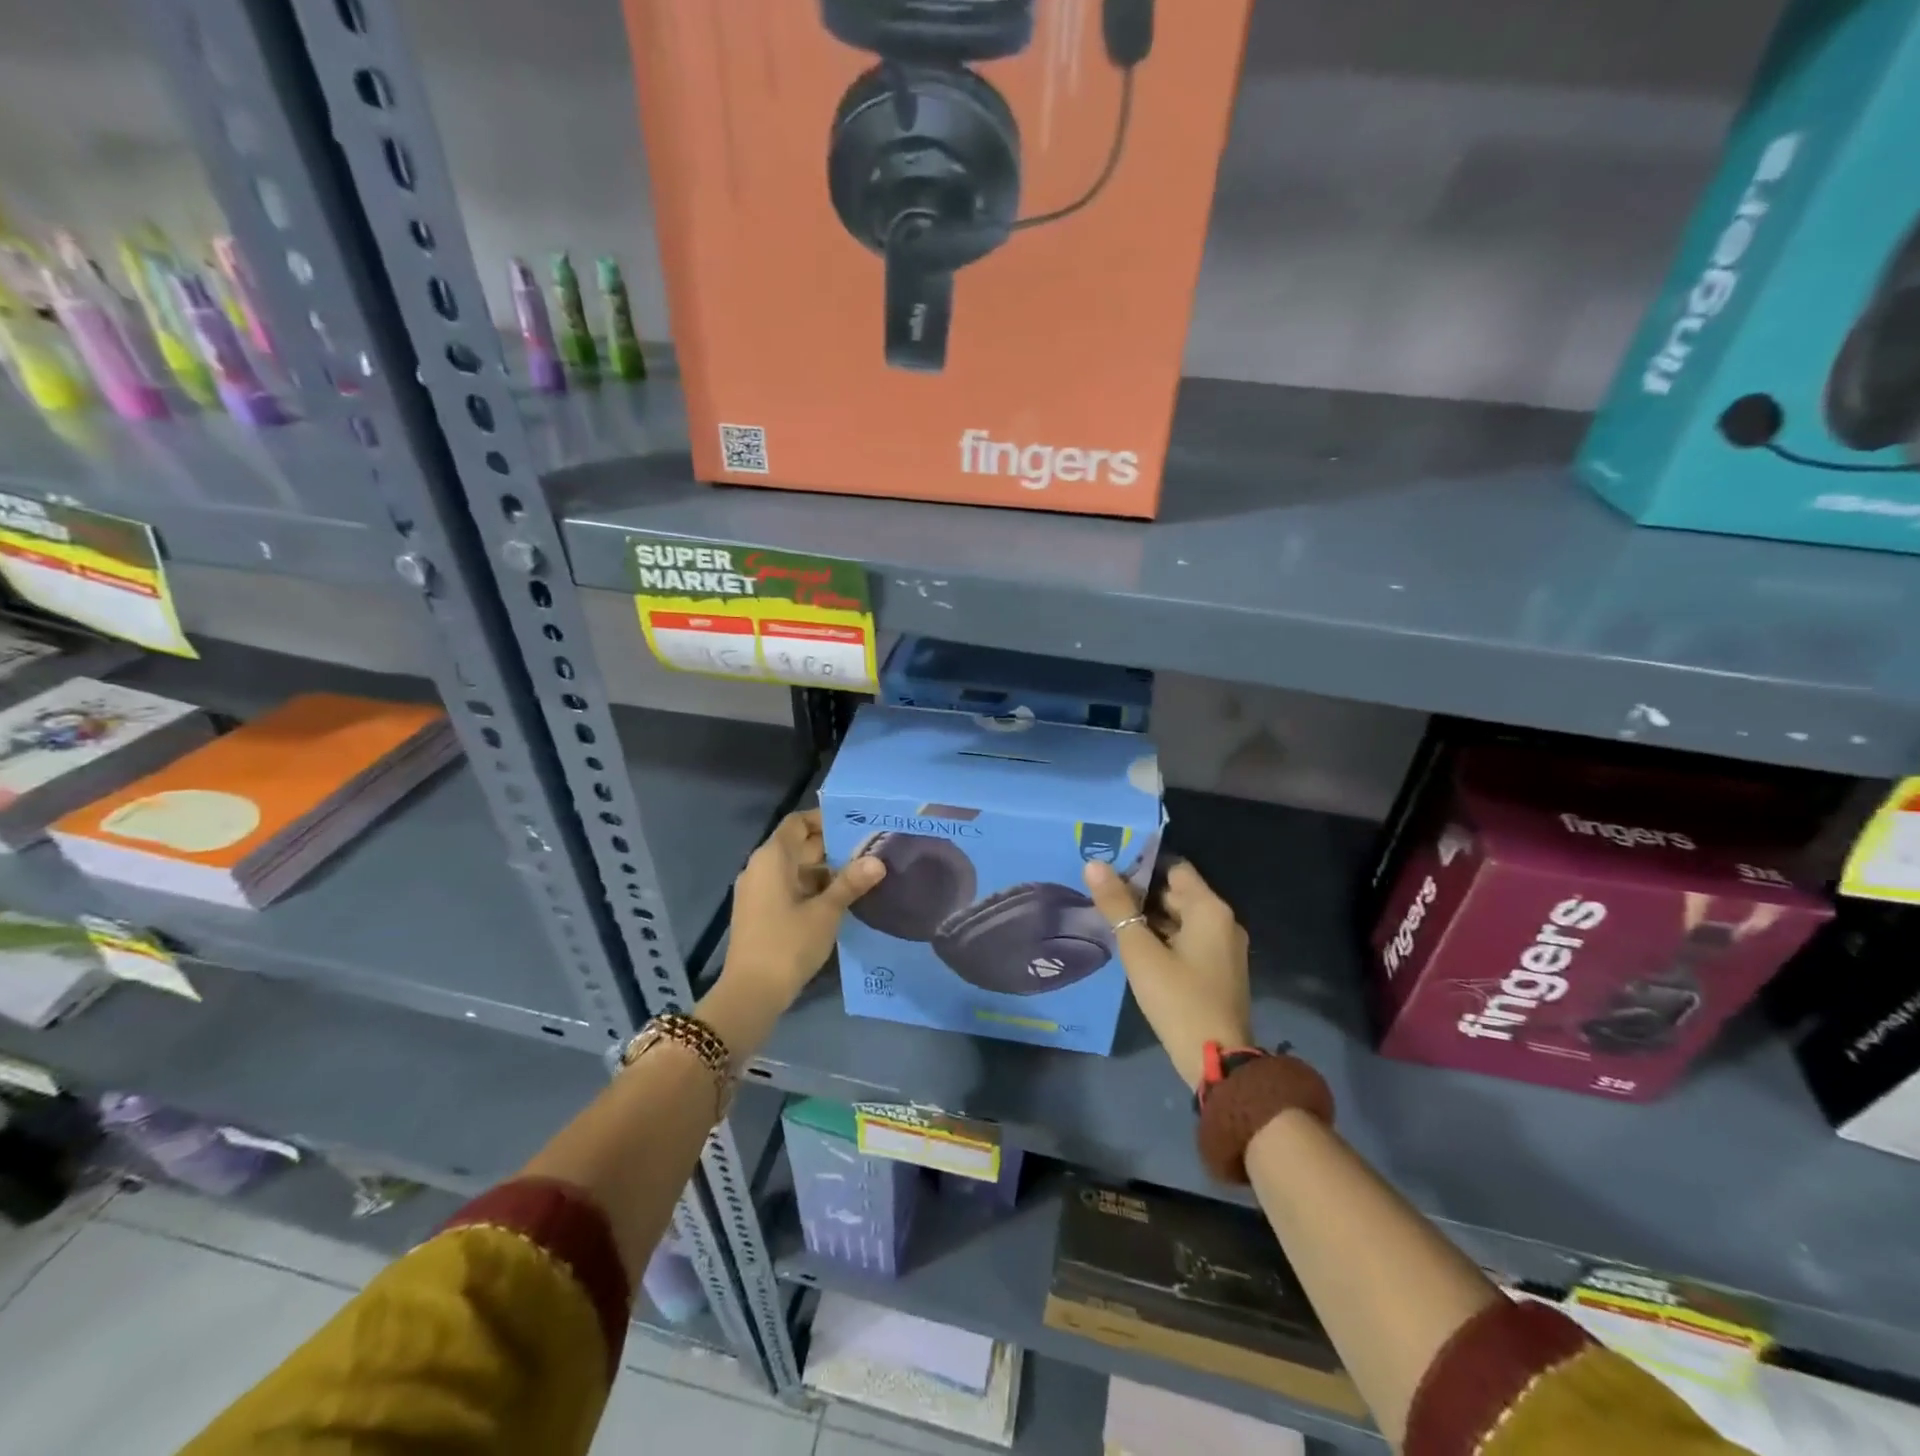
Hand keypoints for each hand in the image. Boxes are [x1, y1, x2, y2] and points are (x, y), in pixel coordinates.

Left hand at [705, 812, 883, 1053]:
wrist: (750, 993)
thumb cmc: (788, 944)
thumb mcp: (826, 912)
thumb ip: (851, 883)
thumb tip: (877, 861)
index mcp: (772, 858)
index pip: (798, 822)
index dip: (824, 819)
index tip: (855, 824)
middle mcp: (760, 868)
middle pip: (797, 845)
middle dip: (831, 847)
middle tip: (869, 849)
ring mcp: (758, 891)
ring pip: (795, 868)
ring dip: (824, 870)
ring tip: (861, 874)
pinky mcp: (760, 912)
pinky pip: (788, 888)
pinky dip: (812, 888)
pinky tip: (840, 899)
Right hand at [1083, 859, 1252, 1091]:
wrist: (1216, 1060)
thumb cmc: (1178, 998)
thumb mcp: (1140, 951)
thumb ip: (1116, 906)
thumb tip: (1094, 865)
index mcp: (1209, 909)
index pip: (1174, 868)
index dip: (1142, 866)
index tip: (1109, 872)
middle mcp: (1223, 921)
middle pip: (1177, 893)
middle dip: (1141, 894)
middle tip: (1103, 898)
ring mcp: (1224, 948)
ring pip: (1181, 919)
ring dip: (1151, 918)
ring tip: (1113, 921)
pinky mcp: (1220, 971)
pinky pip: (1189, 940)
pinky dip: (1165, 939)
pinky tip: (1136, 949)